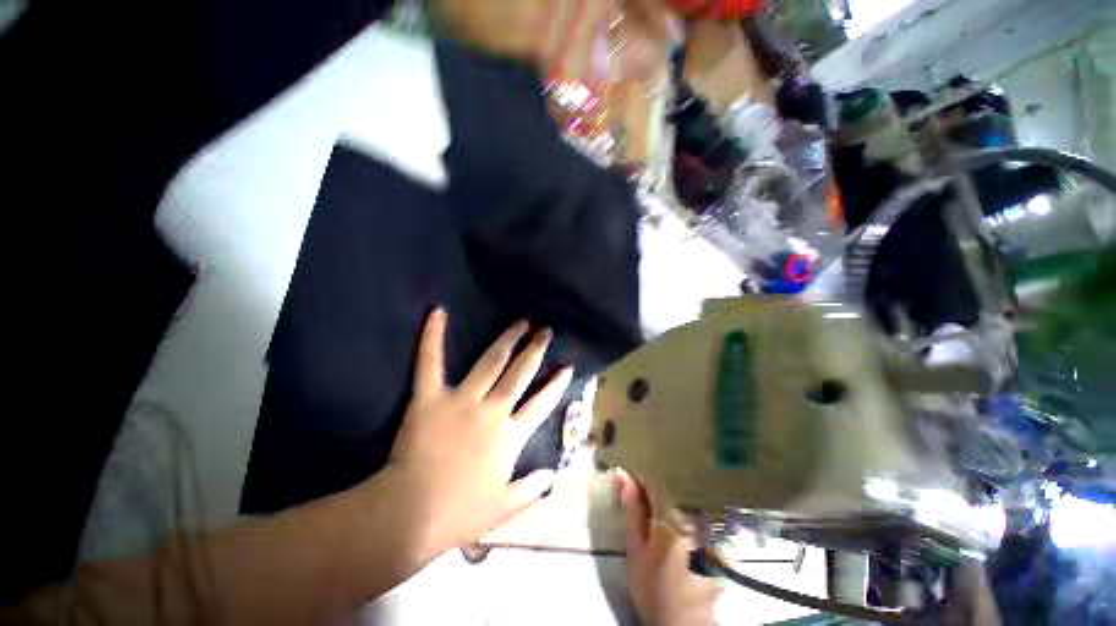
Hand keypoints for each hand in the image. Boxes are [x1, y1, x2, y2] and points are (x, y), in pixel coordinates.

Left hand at [386, 309, 573, 554]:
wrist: (411, 515)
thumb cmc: (460, 513)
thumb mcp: (505, 507)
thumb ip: (532, 489)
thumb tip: (553, 475)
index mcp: (511, 435)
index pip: (542, 403)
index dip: (557, 384)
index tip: (567, 367)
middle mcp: (493, 410)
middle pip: (521, 373)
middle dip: (536, 350)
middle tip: (546, 330)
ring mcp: (462, 400)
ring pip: (491, 361)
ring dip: (509, 339)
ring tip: (522, 321)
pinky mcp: (430, 398)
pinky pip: (431, 362)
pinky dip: (433, 336)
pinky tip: (439, 311)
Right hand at [620, 471, 721, 625]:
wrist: (683, 624)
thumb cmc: (653, 587)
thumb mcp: (635, 550)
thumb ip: (632, 511)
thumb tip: (624, 476)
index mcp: (671, 518)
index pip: (656, 482)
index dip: (642, 480)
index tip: (631, 483)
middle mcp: (694, 519)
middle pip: (673, 492)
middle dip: (656, 493)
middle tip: (643, 504)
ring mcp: (709, 531)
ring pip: (685, 505)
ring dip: (671, 505)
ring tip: (660, 519)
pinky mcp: (717, 543)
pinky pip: (697, 519)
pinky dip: (685, 519)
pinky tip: (678, 534)